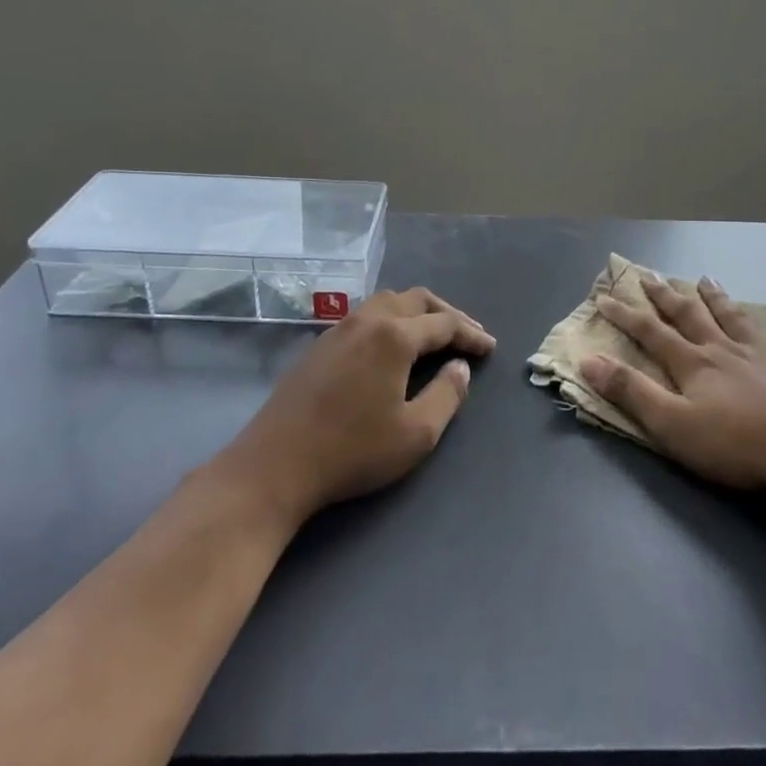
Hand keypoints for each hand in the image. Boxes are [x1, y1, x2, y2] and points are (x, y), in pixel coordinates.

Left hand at [223, 287, 495, 525]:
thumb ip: (447, 395)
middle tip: (468, 334)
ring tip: (433, 332)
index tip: (490, 348)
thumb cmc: (352, 451)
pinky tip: (391, 344)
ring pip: (387, 301)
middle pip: (416, 300)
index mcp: (394, 336)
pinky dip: (390, 319)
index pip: (444, 324)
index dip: (471, 334)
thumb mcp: (416, 433)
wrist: (275, 465)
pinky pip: (365, 315)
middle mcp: (367, 320)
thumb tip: (460, 367)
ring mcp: (338, 329)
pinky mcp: (319, 345)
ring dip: (416, 311)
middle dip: (447, 314)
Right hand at [581, 274, 765, 498]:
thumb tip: (589, 360)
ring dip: (718, 299)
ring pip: (735, 320)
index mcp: (693, 364)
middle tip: (649, 275)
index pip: (651, 333)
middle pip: (690, 316)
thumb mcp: (672, 426)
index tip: (604, 297)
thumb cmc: (736, 446)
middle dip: (666, 296)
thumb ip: (631, 392)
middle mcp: (724, 351)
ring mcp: (764, 358)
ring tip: (707, 279)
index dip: (625, 315)